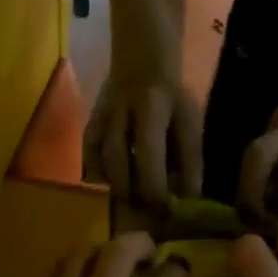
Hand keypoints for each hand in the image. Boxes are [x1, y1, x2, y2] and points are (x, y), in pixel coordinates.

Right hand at [84, 68, 202, 206]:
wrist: (141, 65)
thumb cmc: (171, 98)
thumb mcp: (189, 122)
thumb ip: (189, 159)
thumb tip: (187, 199)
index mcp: (151, 107)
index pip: (149, 152)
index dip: (156, 186)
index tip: (166, 209)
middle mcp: (119, 111)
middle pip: (118, 158)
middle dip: (133, 190)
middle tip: (148, 211)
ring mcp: (99, 116)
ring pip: (98, 158)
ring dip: (115, 185)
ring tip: (133, 202)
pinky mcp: (88, 123)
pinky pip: (87, 155)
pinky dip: (98, 176)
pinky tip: (113, 187)